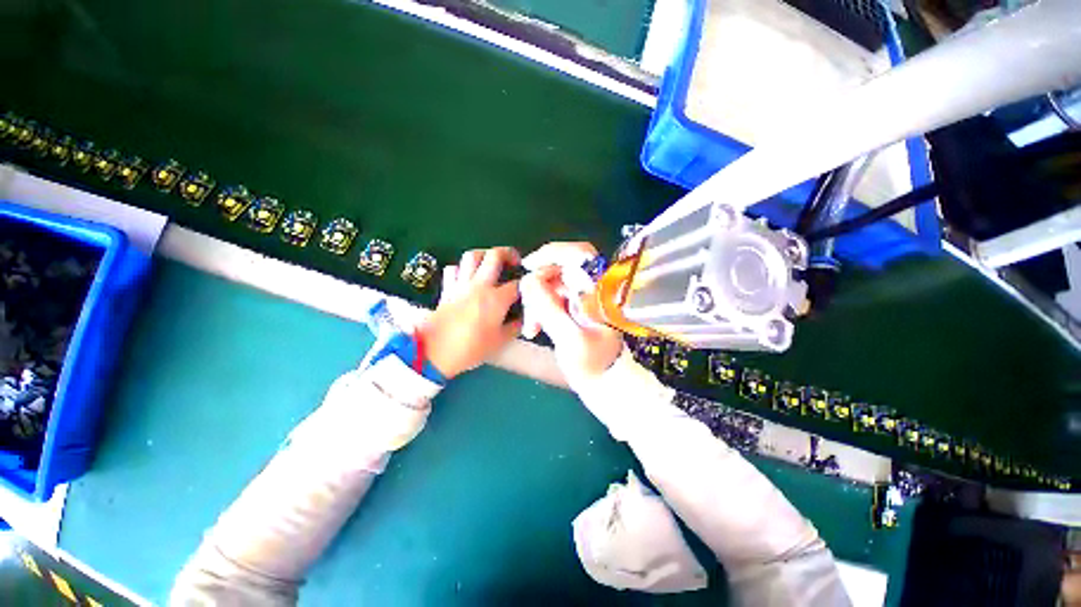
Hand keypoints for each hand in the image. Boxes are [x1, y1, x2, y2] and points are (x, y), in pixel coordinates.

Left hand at [417, 247, 522, 379]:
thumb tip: (521, 320)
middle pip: (495, 255)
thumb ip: (514, 327)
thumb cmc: (470, 348)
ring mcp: (461, 284)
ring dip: (485, 254)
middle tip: (515, 261)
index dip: (528, 284)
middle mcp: (480, 285)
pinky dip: (462, 268)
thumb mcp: (499, 342)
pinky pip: (453, 269)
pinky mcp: (447, 289)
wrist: (434, 352)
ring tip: (491, 263)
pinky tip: (467, 276)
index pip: (518, 284)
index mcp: (496, 298)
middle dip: (509, 253)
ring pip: (472, 255)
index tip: (531, 288)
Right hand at [520, 242, 623, 381]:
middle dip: (538, 288)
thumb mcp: (570, 338)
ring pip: (551, 286)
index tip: (528, 265)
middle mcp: (592, 289)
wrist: (603, 384)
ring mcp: (582, 298)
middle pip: (560, 270)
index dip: (552, 253)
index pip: (579, 255)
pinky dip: (540, 310)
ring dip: (536, 303)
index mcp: (600, 291)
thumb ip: (549, 308)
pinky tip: (534, 328)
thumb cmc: (593, 365)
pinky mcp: (574, 308)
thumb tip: (528, 280)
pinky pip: (551, 299)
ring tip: (532, 328)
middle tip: (528, 310)